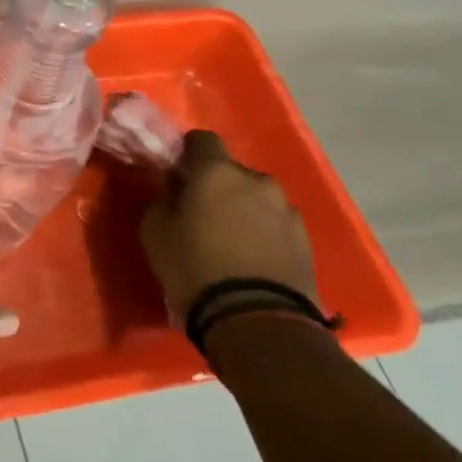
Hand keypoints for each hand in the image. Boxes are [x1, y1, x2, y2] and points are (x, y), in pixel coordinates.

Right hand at [139, 130, 319, 323]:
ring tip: (231, 243)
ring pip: (257, 199)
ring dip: (243, 210)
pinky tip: (252, 260)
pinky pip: (276, 225)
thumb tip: (175, 187)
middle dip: (217, 187)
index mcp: (217, 172)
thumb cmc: (195, 269)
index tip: (179, 174)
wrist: (257, 322)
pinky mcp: (306, 240)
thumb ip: (164, 199)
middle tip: (202, 216)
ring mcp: (287, 210)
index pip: (202, 139)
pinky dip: (263, 234)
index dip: (188, 153)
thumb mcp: (155, 233)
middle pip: (232, 172)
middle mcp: (257, 181)